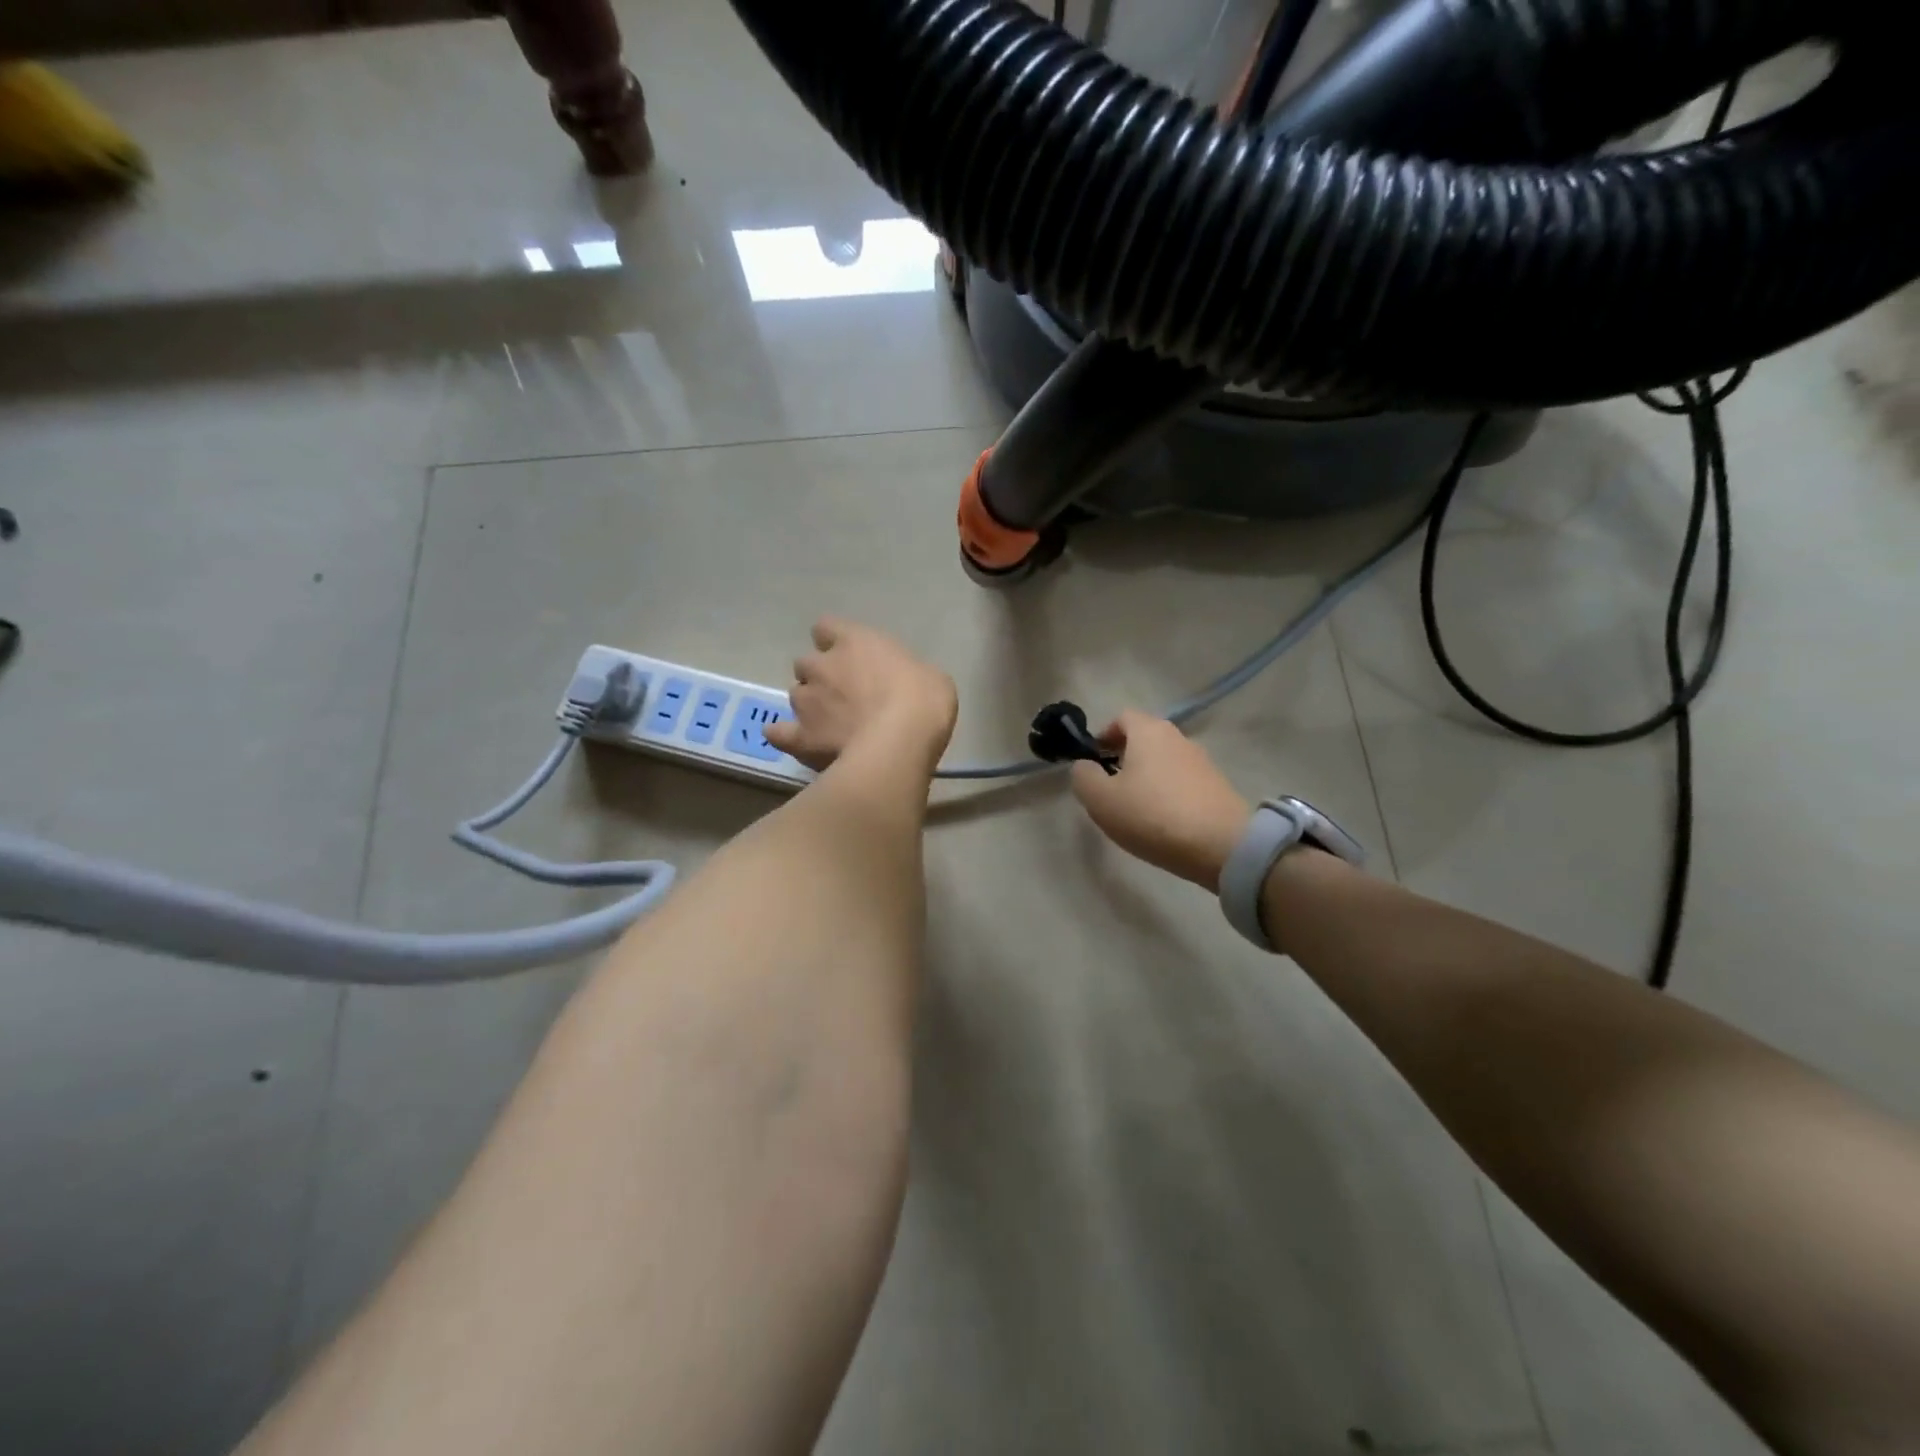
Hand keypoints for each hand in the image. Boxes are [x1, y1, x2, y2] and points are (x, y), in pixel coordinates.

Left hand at [764, 617, 957, 772]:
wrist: (899, 744)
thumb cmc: (923, 701)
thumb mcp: (930, 676)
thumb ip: (905, 673)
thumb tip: (900, 684)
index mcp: (854, 641)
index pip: (827, 627)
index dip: (834, 640)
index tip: (850, 655)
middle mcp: (821, 666)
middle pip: (807, 663)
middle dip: (820, 676)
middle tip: (844, 695)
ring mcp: (806, 701)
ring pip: (796, 695)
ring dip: (810, 705)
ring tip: (831, 725)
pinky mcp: (800, 737)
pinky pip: (779, 733)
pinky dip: (785, 735)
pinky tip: (795, 740)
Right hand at [1070, 711, 1249, 889]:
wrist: (1222, 845)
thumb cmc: (1152, 815)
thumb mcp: (1101, 800)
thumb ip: (1083, 777)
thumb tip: (1085, 766)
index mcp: (1148, 731)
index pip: (1122, 717)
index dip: (1104, 735)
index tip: (1094, 761)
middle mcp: (1178, 737)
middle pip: (1144, 738)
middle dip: (1124, 757)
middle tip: (1110, 788)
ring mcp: (1202, 761)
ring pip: (1164, 761)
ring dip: (1147, 777)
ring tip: (1135, 809)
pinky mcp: (1217, 786)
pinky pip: (1182, 782)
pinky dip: (1168, 793)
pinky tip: (1162, 821)